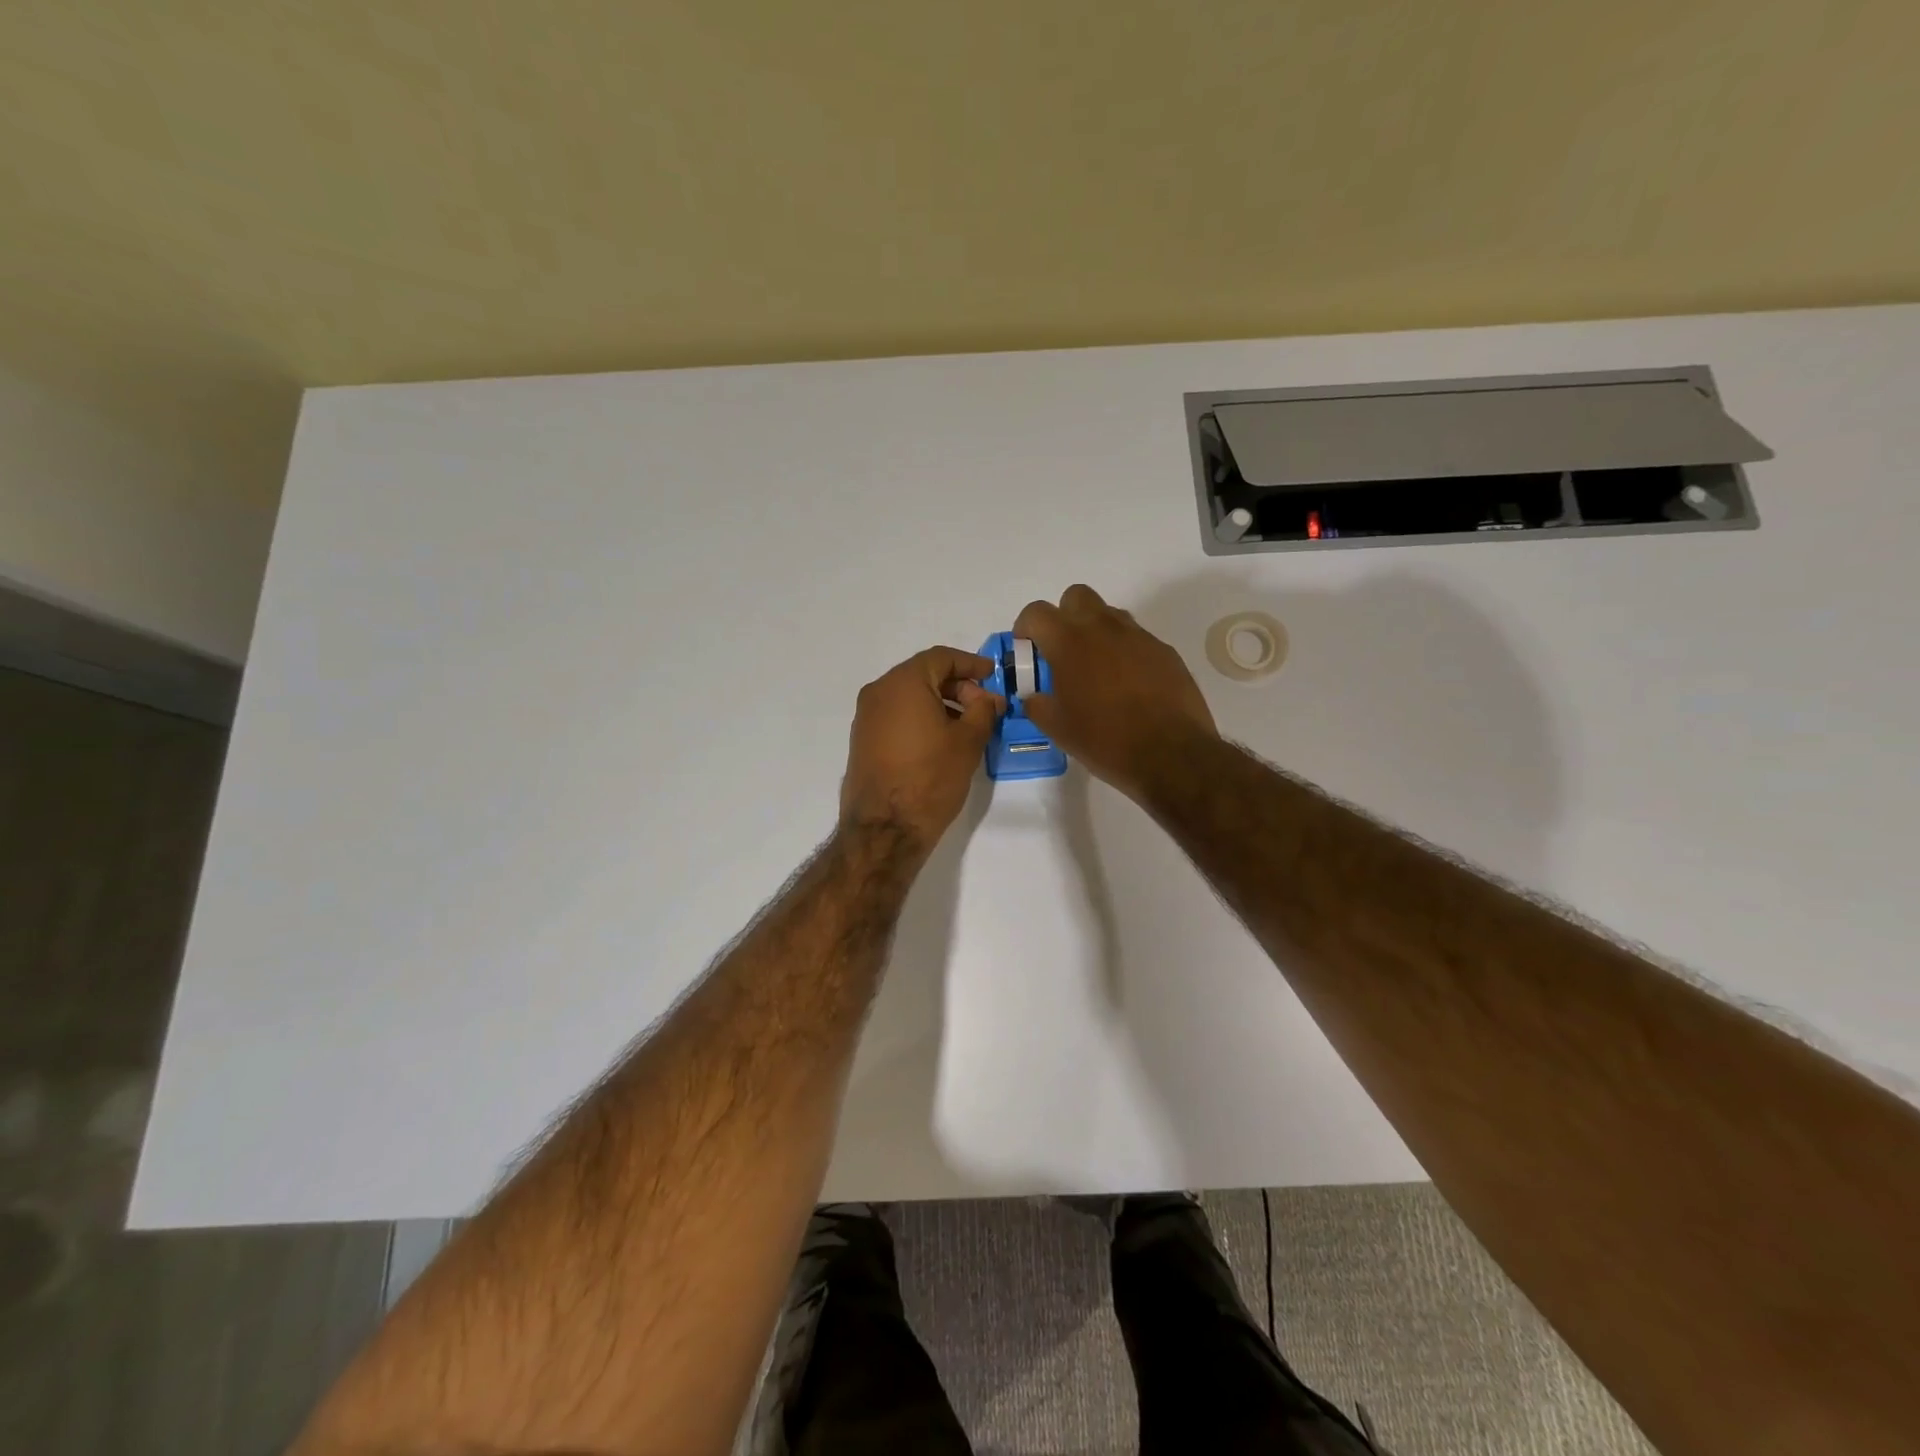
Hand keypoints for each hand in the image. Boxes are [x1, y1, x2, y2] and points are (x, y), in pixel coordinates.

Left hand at [840, 647, 1004, 848]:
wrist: (885, 828)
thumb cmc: (930, 778)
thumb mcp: (968, 741)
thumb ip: (983, 711)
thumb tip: (989, 698)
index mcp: (903, 682)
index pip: (941, 657)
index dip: (971, 663)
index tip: (993, 676)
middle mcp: (878, 692)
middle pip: (923, 674)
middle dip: (957, 685)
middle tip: (983, 707)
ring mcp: (866, 716)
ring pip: (909, 696)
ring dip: (940, 703)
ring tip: (967, 726)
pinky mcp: (863, 740)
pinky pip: (896, 716)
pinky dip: (920, 718)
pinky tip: (941, 741)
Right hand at [1014, 584, 1217, 799]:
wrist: (1170, 754)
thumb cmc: (1104, 740)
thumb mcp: (1057, 728)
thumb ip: (1037, 704)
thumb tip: (1034, 696)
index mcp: (1069, 642)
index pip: (1036, 612)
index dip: (1026, 628)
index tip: (1027, 650)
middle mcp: (1103, 627)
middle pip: (1076, 597)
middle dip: (1064, 617)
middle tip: (1062, 652)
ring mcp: (1138, 636)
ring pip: (1109, 615)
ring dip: (1095, 632)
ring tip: (1096, 670)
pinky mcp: (1164, 651)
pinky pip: (1136, 639)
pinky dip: (1124, 652)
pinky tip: (1127, 686)